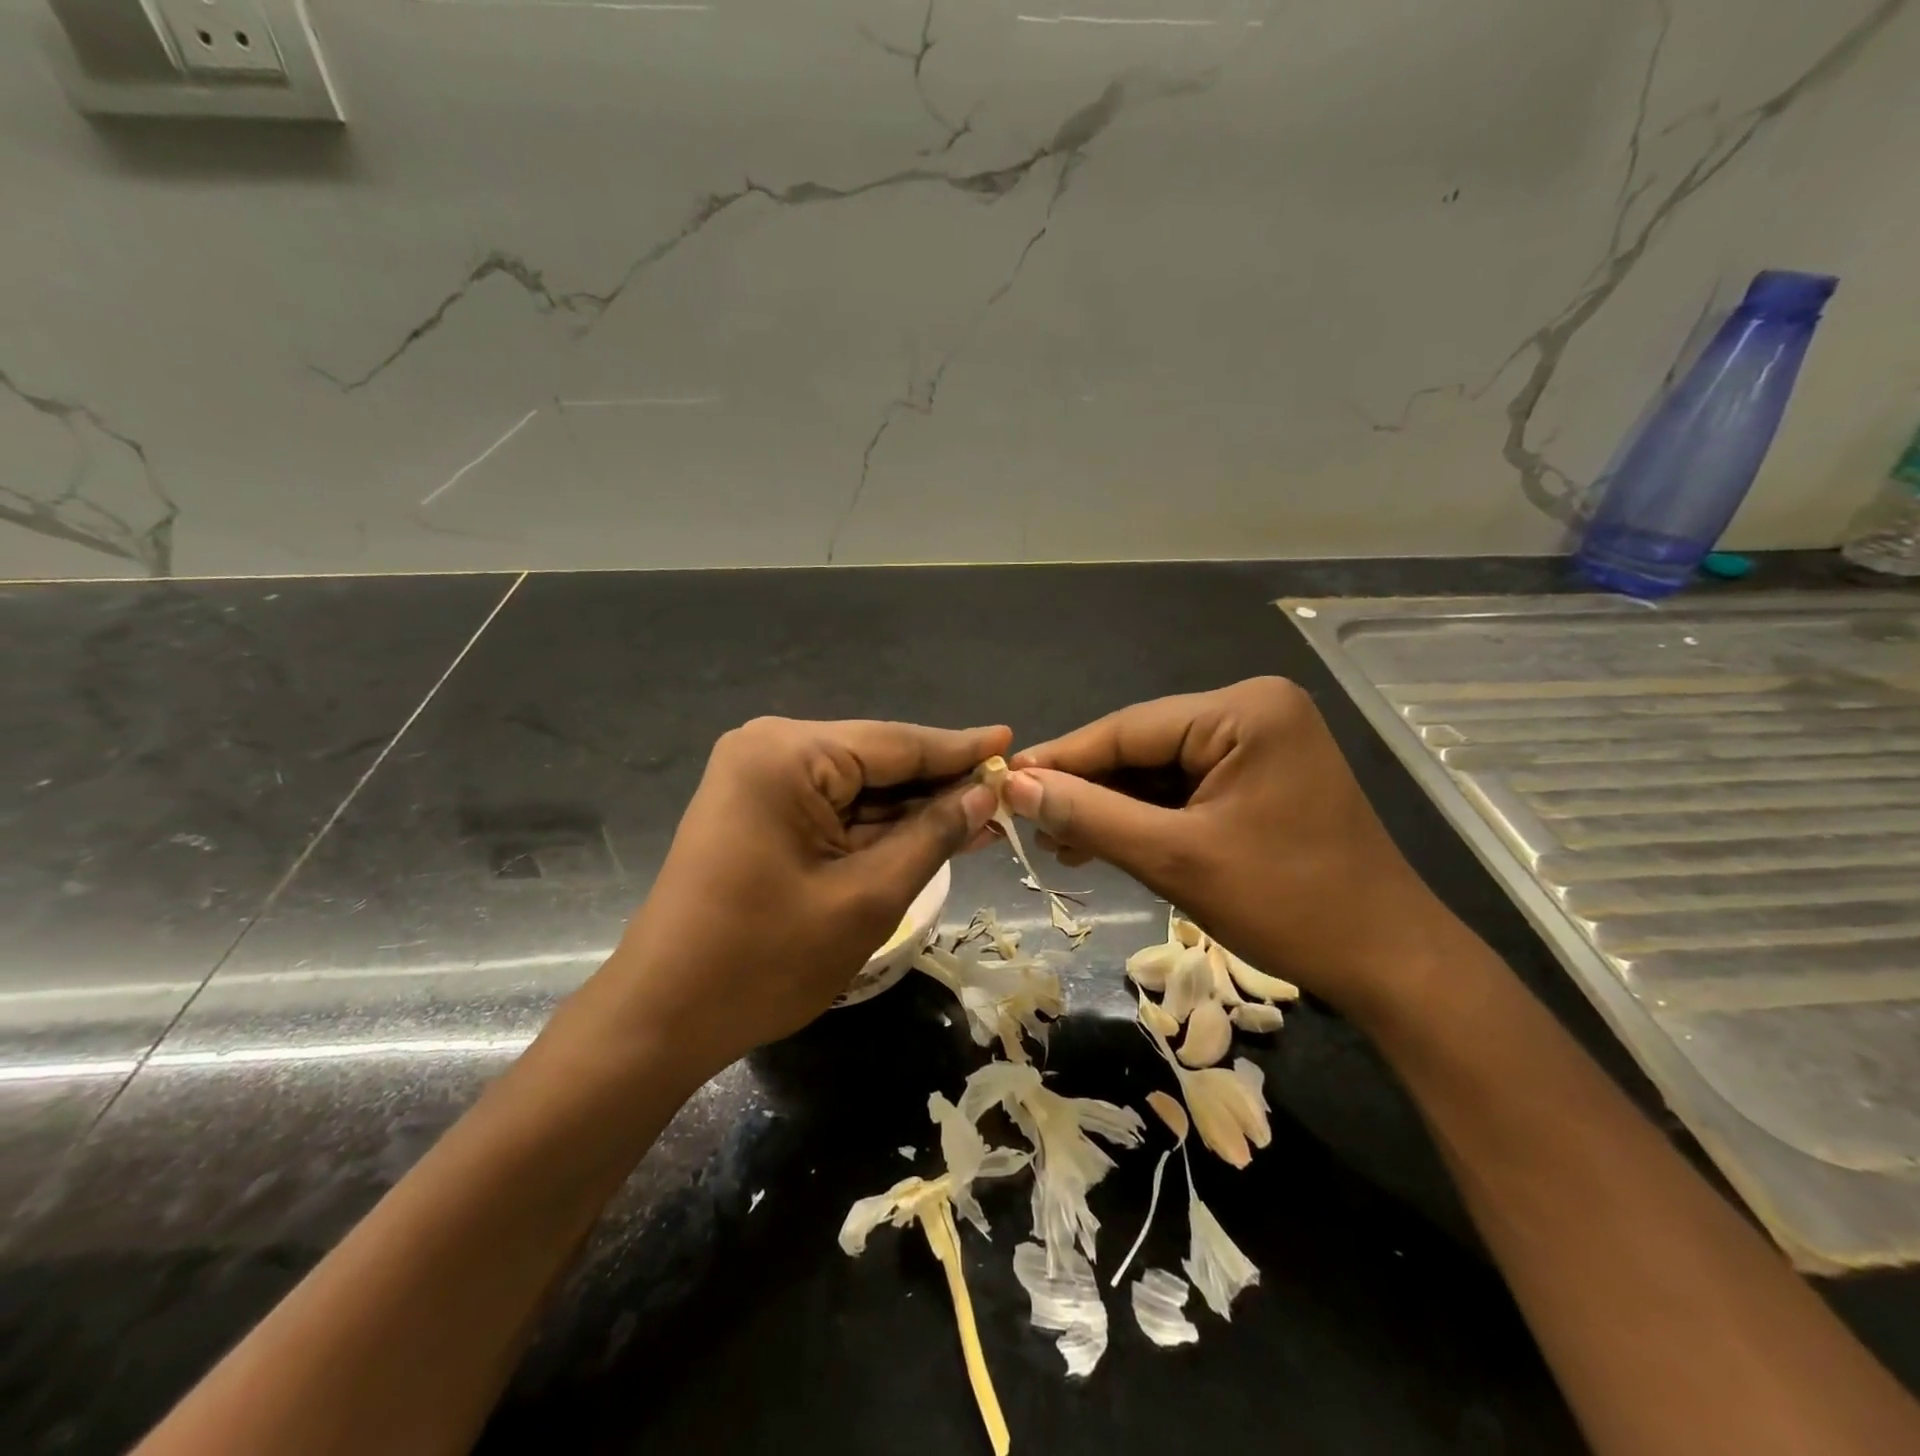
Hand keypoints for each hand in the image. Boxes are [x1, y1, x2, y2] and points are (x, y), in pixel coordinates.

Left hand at [588, 717, 1007, 1080]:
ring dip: (912, 809)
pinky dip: (876, 826)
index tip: (1012, 739)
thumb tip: (984, 795)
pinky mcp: (756, 812)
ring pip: (857, 787)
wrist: (661, 1019)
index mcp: (789, 755)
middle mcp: (769, 750)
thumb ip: (931, 836)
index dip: (960, 749)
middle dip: (938, 785)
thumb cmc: (765, 960)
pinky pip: (832, 809)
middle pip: (876, 761)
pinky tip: (927, 834)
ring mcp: (758, 781)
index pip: (896, 743)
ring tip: (981, 817)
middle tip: (1005, 794)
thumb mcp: (867, 898)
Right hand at [1006, 678, 1448, 1017]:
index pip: (1128, 728)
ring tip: (1060, 841)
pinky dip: (1147, 816)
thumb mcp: (1175, 859)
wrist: (1388, 961)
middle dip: (1088, 788)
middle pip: (1143, 746)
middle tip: (1029, 822)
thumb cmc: (1287, 904)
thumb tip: (1016, 787)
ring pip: (1160, 769)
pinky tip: (1106, 842)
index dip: (1062, 758)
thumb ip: (1091, 816)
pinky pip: (1187, 787)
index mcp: (1244, 710)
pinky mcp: (1262, 775)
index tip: (1004, 783)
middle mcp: (1254, 710)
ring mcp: (1262, 742)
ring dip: (1113, 806)